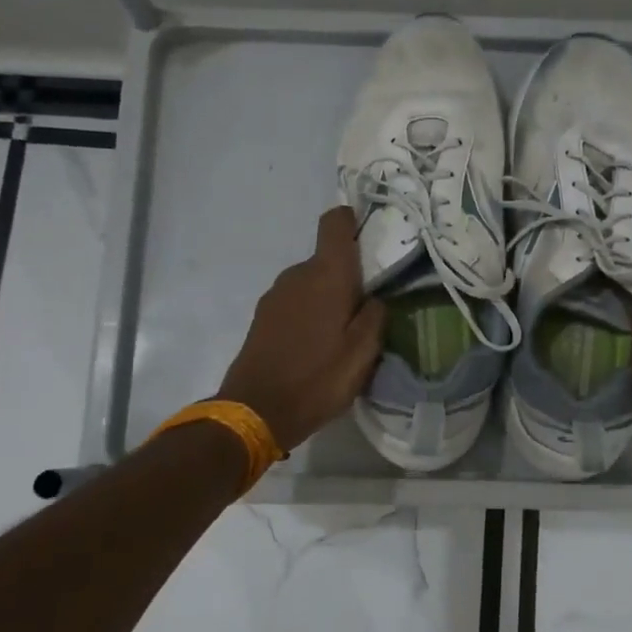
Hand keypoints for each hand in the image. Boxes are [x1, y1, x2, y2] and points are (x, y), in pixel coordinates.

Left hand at [218, 207, 385, 450]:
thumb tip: (375, 298)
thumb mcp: (363, 353)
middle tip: (367, 308)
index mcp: (326, 275)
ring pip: (311, 283)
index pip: (335, 222)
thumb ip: (376, 316)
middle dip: (348, 276)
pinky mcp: (262, 316)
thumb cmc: (318, 379)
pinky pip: (295, 302)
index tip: (371, 235)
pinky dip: (310, 313)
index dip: (353, 220)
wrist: (256, 411)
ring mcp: (275, 295)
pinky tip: (317, 345)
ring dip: (328, 298)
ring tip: (343, 333)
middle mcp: (297, 274)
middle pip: (327, 258)